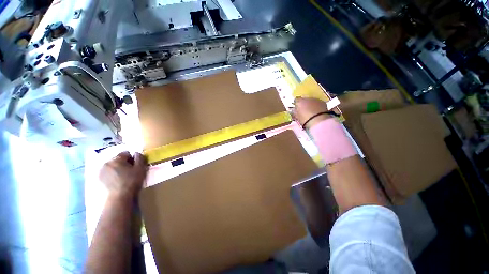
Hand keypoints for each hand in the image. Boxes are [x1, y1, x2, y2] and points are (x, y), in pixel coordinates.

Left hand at [99, 151, 147, 198]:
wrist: (119, 197)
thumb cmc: (132, 181)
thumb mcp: (140, 168)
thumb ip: (140, 158)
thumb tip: (137, 153)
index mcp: (117, 159)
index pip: (126, 153)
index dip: (132, 158)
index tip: (136, 165)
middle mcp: (107, 162)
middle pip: (118, 159)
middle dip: (124, 163)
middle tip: (130, 171)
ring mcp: (101, 171)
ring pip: (112, 166)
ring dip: (118, 168)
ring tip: (124, 177)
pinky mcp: (99, 179)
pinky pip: (108, 172)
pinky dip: (113, 174)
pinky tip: (117, 181)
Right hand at [293, 97, 332, 128]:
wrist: (319, 121)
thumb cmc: (304, 119)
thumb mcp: (296, 117)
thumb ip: (294, 112)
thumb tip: (292, 110)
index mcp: (299, 101)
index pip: (296, 100)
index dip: (296, 104)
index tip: (296, 109)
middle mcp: (307, 98)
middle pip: (304, 100)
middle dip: (303, 104)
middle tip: (303, 111)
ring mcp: (316, 99)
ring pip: (311, 101)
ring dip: (310, 105)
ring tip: (310, 112)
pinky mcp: (323, 103)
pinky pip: (317, 103)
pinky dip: (316, 107)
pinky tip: (316, 112)